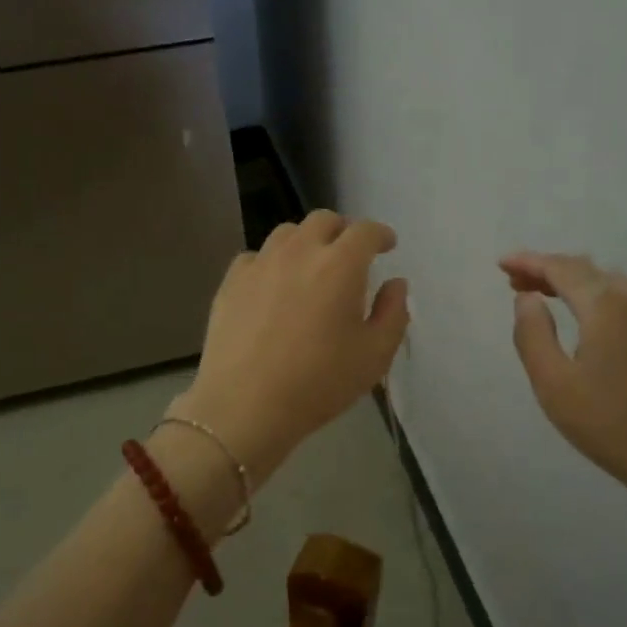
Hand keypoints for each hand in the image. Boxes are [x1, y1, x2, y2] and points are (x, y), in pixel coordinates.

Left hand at [176, 211, 408, 480]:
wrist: (245, 406)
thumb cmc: (319, 383)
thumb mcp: (374, 356)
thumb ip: (393, 313)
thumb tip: (395, 284)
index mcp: (340, 265)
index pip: (365, 231)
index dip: (380, 235)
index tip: (387, 245)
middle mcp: (300, 251)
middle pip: (324, 221)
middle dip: (343, 231)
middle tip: (350, 254)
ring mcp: (261, 263)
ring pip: (287, 233)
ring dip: (306, 242)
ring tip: (311, 267)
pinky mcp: (231, 281)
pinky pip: (256, 257)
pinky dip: (272, 262)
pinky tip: (274, 286)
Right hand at [502, 251, 626, 549]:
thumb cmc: (611, 424)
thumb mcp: (554, 384)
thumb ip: (533, 335)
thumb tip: (527, 298)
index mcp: (605, 306)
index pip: (561, 268)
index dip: (529, 262)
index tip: (501, 264)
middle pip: (584, 269)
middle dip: (547, 269)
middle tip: (514, 281)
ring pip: (605, 281)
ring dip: (571, 281)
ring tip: (542, 295)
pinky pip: (621, 298)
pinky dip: (593, 294)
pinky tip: (582, 316)